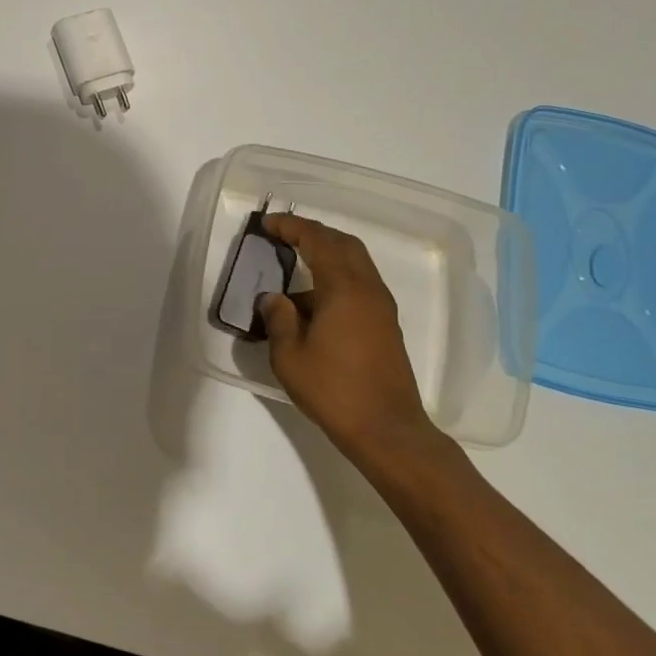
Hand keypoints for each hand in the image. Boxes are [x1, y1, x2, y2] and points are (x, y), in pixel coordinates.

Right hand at [257, 215, 452, 472]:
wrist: (387, 430)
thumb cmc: (334, 390)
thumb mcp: (290, 356)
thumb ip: (279, 318)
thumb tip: (274, 298)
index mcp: (344, 288)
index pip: (317, 240)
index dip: (292, 227)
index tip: (268, 224)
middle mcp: (368, 289)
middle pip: (343, 244)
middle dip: (314, 233)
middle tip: (285, 235)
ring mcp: (381, 308)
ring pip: (355, 264)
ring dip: (327, 255)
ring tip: (295, 267)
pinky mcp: (386, 326)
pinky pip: (359, 285)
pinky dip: (336, 277)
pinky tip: (313, 302)